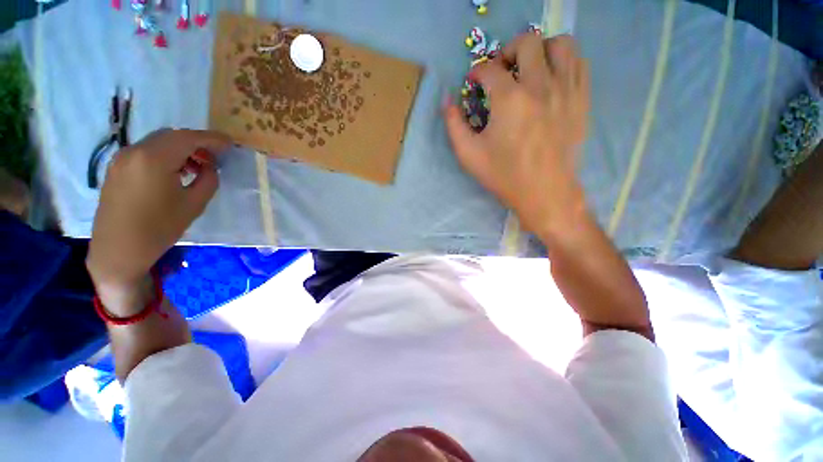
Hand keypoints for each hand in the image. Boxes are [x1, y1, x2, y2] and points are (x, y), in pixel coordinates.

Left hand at [86, 128, 230, 314]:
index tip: (229, 143)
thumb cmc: (160, 228)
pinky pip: (145, 152)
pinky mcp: (116, 168)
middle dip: (196, 143)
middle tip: (214, 157)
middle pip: (172, 136)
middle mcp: (134, 151)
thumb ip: (208, 180)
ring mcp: (121, 158)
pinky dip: (164, 155)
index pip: (188, 138)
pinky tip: (174, 172)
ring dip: (180, 149)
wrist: (119, 250)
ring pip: (158, 142)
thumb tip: (209, 167)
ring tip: (196, 167)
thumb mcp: (194, 204)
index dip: (211, 139)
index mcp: (154, 158)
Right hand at [444, 34, 589, 237]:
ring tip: (529, 70)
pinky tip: (551, 79)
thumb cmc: (504, 176)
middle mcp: (540, 85)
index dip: (476, 72)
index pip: (489, 68)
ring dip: (540, 50)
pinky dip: (563, 61)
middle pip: (526, 42)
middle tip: (501, 72)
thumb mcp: (469, 155)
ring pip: (559, 44)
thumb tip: (447, 101)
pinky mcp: (582, 99)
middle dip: (507, 52)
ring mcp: (566, 90)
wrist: (545, 192)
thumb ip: (454, 125)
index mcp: (509, 99)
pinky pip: (578, 63)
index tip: (474, 83)